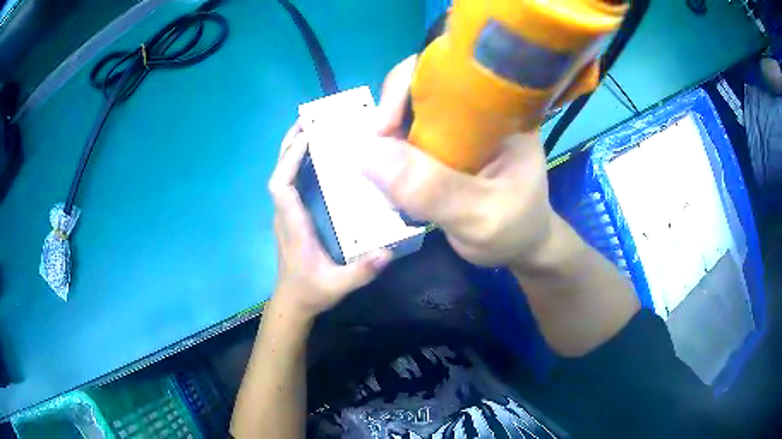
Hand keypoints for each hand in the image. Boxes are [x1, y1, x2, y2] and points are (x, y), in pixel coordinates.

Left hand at [269, 121, 391, 317]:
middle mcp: (285, 214)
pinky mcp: (292, 216)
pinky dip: (297, 162)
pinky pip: (291, 182)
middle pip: (278, 172)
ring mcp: (286, 214)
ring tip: (312, 128)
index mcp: (293, 225)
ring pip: (282, 174)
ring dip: (292, 149)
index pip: (281, 186)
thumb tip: (388, 252)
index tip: (308, 138)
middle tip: (308, 119)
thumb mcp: (339, 286)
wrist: (294, 303)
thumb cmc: (312, 291)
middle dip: (290, 144)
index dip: (290, 159)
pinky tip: (315, 155)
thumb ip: (362, 271)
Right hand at [363, 56, 558, 267]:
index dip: (405, 87)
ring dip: (388, 142)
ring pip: (408, 112)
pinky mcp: (447, 141)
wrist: (521, 245)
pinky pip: (408, 135)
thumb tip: (367, 154)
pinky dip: (393, 155)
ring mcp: (461, 123)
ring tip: (388, 181)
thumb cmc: (515, 230)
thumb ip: (433, 189)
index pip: (448, 70)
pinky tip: (394, 182)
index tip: (382, 132)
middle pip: (420, 86)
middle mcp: (479, 107)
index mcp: (501, 109)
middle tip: (378, 163)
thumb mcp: (481, 217)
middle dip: (390, 119)